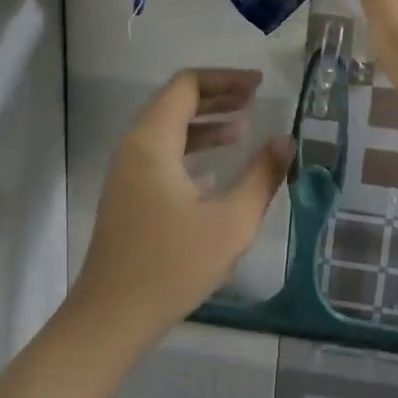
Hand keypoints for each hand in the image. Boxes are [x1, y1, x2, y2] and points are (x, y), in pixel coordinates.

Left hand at [72, 69, 293, 344]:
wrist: (111, 318)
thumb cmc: (172, 265)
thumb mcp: (231, 221)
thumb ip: (262, 176)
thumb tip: (286, 141)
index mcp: (152, 142)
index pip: (187, 86)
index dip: (225, 80)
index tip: (259, 86)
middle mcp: (134, 148)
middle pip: (175, 103)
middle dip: (217, 97)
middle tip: (255, 100)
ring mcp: (128, 174)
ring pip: (168, 131)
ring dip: (205, 124)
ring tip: (243, 129)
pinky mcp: (129, 197)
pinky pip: (162, 156)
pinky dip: (191, 150)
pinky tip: (217, 170)